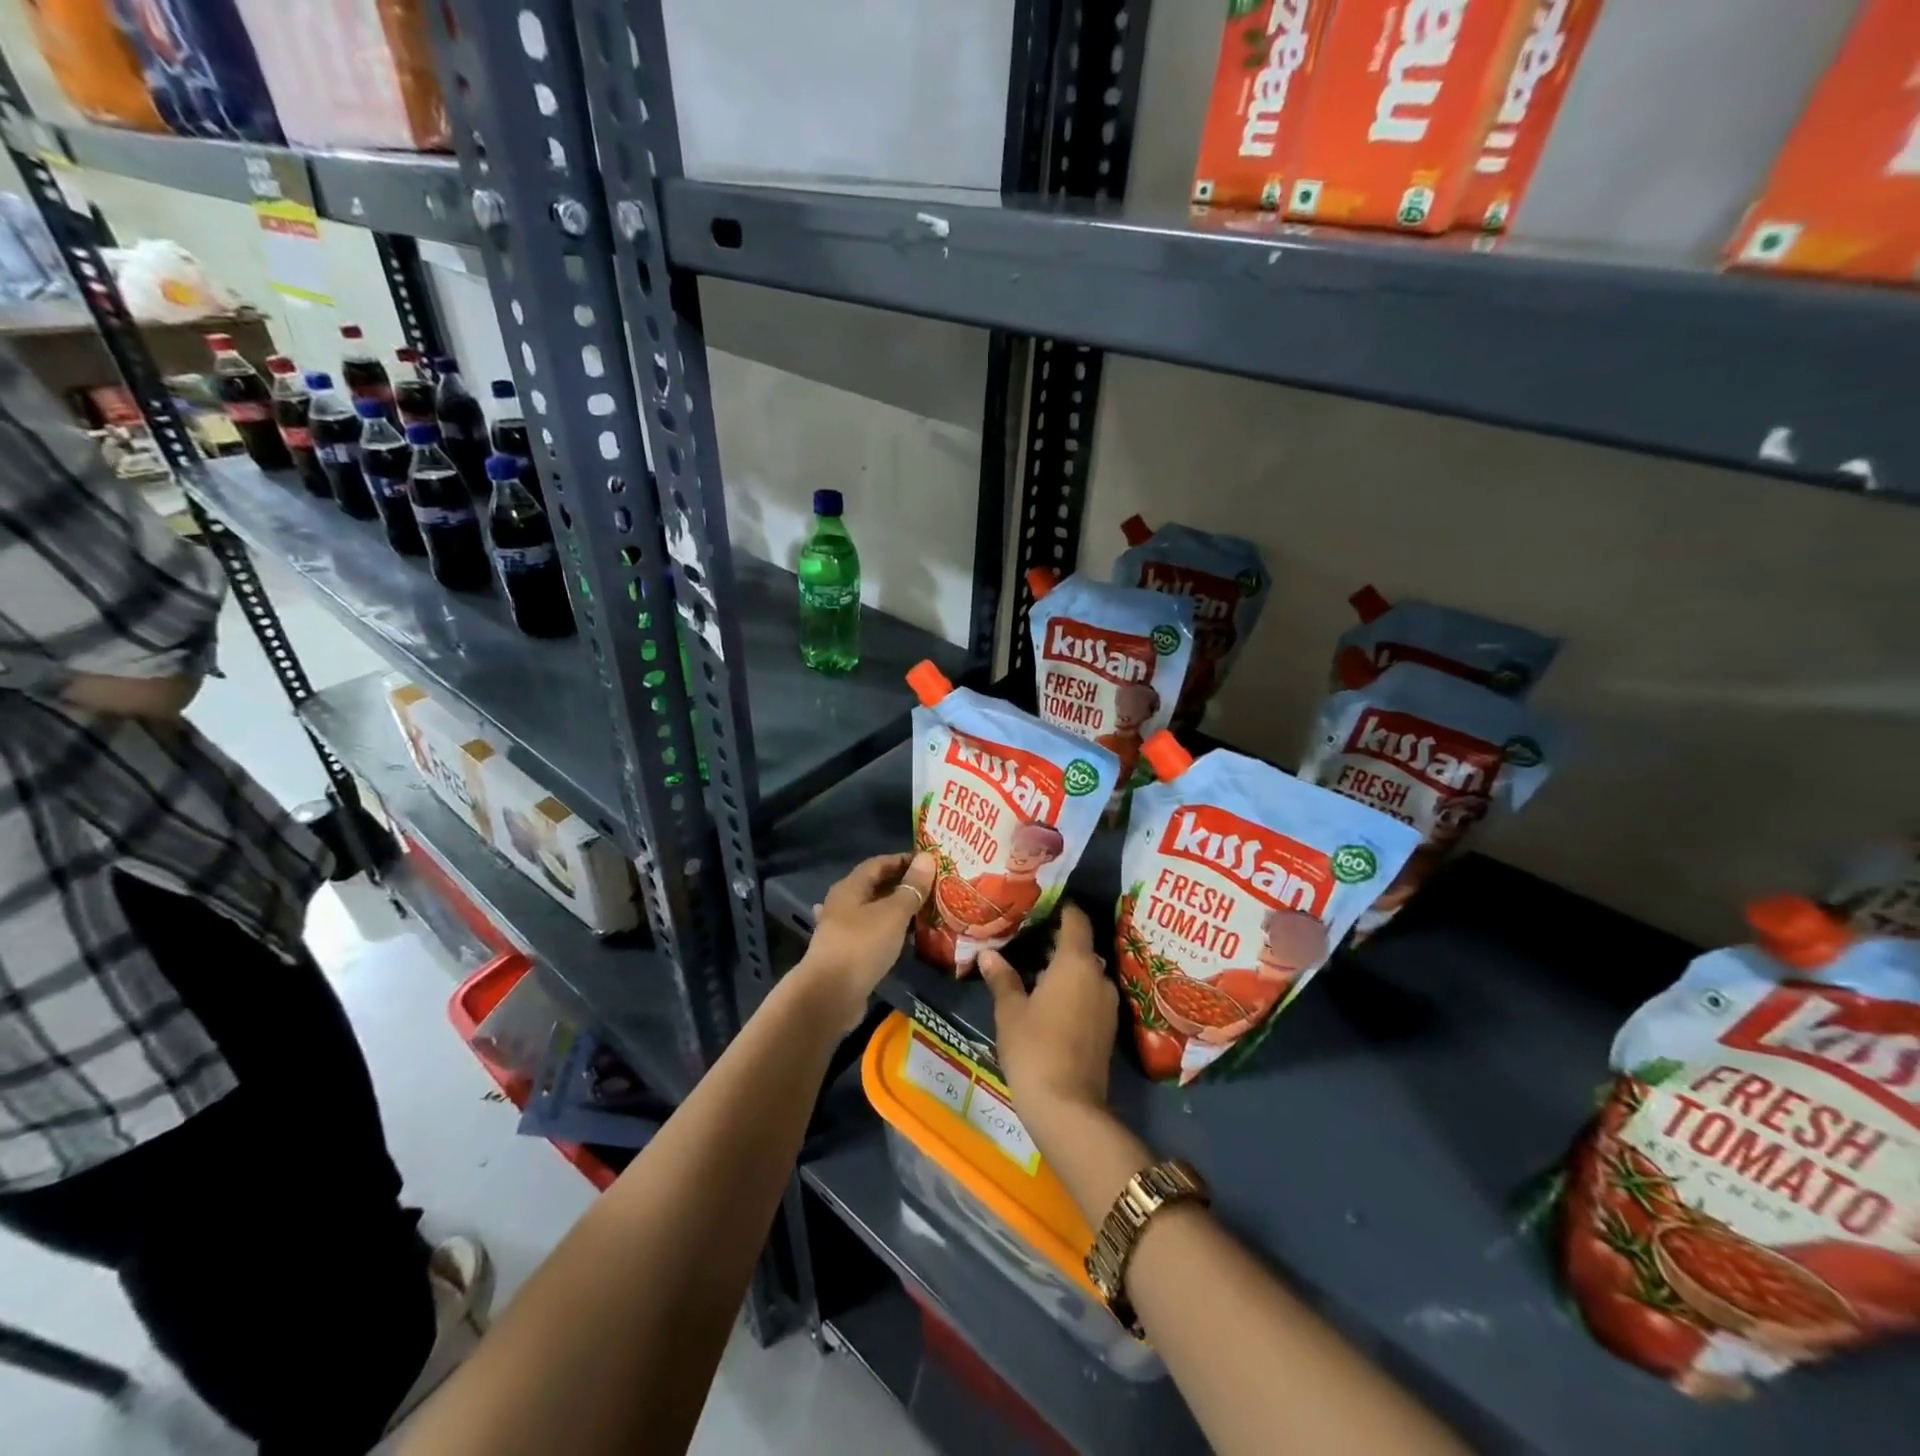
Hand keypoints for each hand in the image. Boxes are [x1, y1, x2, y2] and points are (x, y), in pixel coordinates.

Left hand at [796, 852, 935, 1029]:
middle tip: (933, 888)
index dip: (903, 860)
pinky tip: (904, 938)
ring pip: (874, 912)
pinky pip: (872, 934)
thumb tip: (927, 858)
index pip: (878, 863)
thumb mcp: (893, 913)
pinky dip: (889, 932)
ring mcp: (842, 930)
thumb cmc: (862, 945)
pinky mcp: (846, 954)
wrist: (830, 995)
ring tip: (924, 911)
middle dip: (903, 885)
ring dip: (896, 910)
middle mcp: (842, 904)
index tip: (929, 863)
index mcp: (850, 887)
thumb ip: (911, 888)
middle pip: (875, 886)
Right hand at [978, 901, 1116, 1119]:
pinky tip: (1048, 999)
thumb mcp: (1011, 1011)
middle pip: (1081, 946)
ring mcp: (1107, 1003)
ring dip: (1065, 968)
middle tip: (1027, 937)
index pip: (1076, 920)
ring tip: (1033, 968)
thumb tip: (989, 955)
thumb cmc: (1034, 1048)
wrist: (1069, 1107)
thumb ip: (1002, 978)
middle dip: (1057, 941)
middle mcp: (1099, 976)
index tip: (1041, 904)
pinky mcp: (1108, 1028)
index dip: (1062, 908)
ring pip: (1086, 973)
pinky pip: (1090, 994)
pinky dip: (1073, 990)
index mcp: (1076, 962)